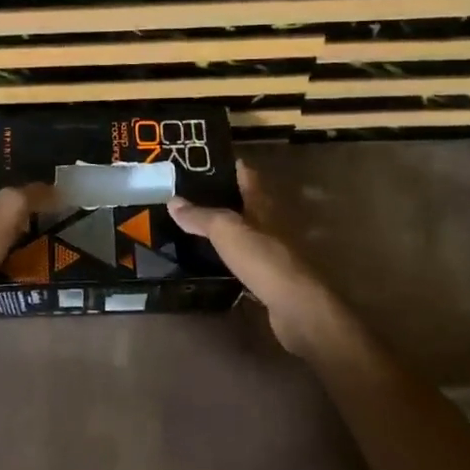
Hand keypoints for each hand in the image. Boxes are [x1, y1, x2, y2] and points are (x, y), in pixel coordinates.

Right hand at [168, 161, 339, 356]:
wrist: (296, 308)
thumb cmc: (263, 259)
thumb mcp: (226, 230)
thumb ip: (201, 216)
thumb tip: (173, 201)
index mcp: (262, 205)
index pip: (247, 176)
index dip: (230, 166)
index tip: (205, 160)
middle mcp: (270, 225)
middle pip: (246, 204)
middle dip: (222, 198)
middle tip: (189, 195)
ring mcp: (271, 253)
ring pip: (244, 233)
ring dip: (224, 229)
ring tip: (193, 225)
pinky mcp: (269, 279)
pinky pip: (243, 261)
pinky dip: (228, 257)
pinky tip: (210, 260)